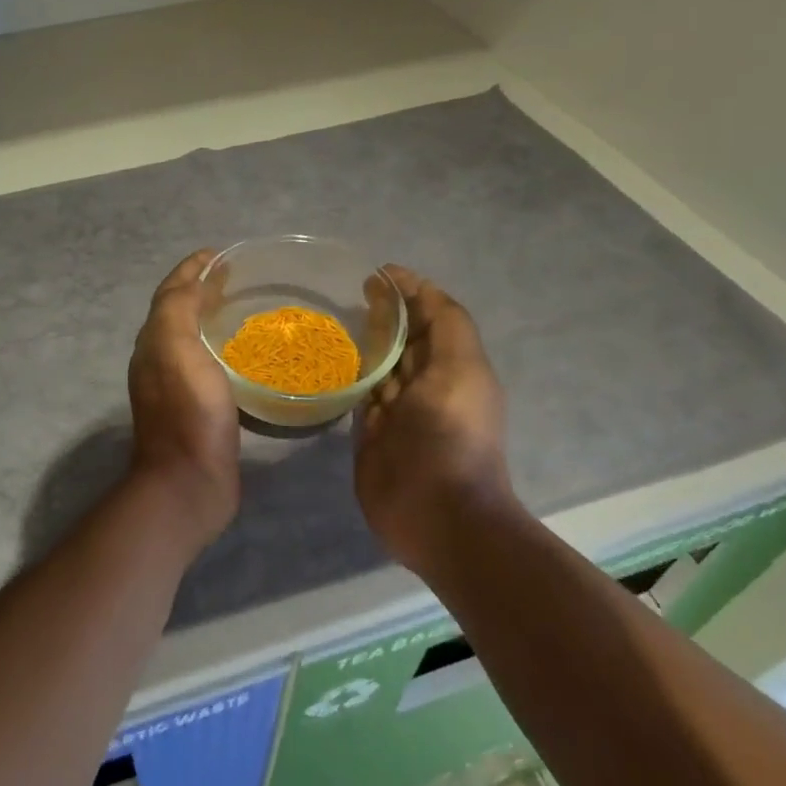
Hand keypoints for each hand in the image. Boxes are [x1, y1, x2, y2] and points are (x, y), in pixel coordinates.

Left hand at [127, 251, 241, 540]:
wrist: (189, 482)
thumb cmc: (187, 412)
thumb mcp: (176, 349)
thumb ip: (176, 309)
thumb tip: (192, 282)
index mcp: (153, 342)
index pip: (170, 293)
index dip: (191, 269)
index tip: (219, 254)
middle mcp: (160, 360)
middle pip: (178, 313)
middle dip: (201, 290)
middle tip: (236, 278)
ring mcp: (178, 387)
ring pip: (193, 339)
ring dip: (212, 318)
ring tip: (244, 307)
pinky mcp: (200, 409)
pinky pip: (209, 365)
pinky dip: (223, 349)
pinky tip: (248, 354)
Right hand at [354, 266, 518, 572]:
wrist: (438, 514)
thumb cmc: (452, 436)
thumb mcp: (461, 371)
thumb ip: (448, 327)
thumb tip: (419, 290)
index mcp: (453, 366)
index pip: (433, 317)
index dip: (411, 291)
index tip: (378, 271)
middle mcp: (425, 384)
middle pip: (404, 338)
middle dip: (385, 311)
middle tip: (351, 289)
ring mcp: (395, 411)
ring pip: (379, 365)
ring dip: (363, 341)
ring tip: (332, 316)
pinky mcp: (369, 434)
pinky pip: (357, 396)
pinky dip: (346, 376)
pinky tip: (324, 360)